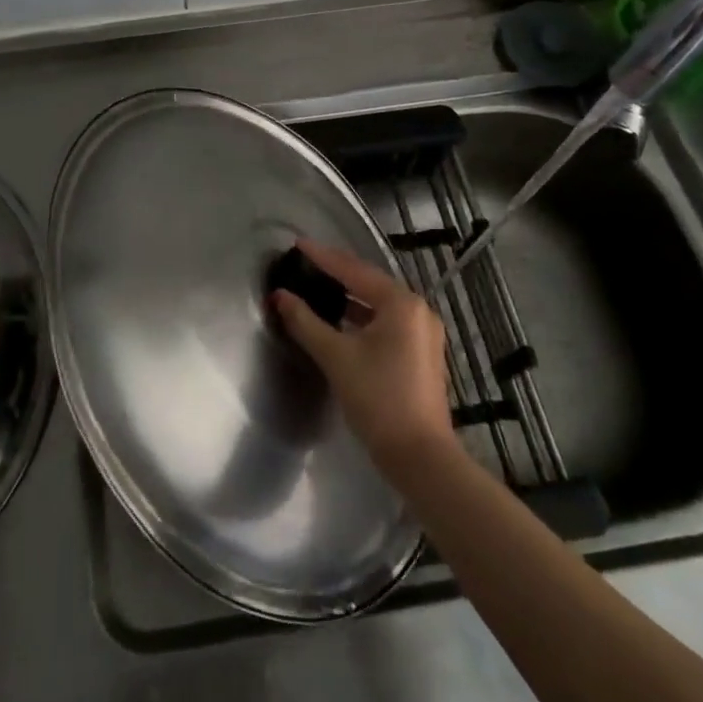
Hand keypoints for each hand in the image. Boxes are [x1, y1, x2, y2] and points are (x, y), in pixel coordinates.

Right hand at [270, 239, 453, 473]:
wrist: (419, 457)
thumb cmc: (377, 398)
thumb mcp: (335, 356)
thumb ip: (305, 321)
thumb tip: (279, 296)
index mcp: (400, 303)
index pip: (353, 270)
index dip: (322, 257)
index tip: (296, 244)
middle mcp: (417, 310)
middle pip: (368, 283)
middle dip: (336, 273)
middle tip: (305, 263)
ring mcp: (423, 333)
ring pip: (378, 304)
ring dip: (348, 297)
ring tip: (317, 288)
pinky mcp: (421, 354)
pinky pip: (386, 321)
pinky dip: (361, 316)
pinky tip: (340, 320)